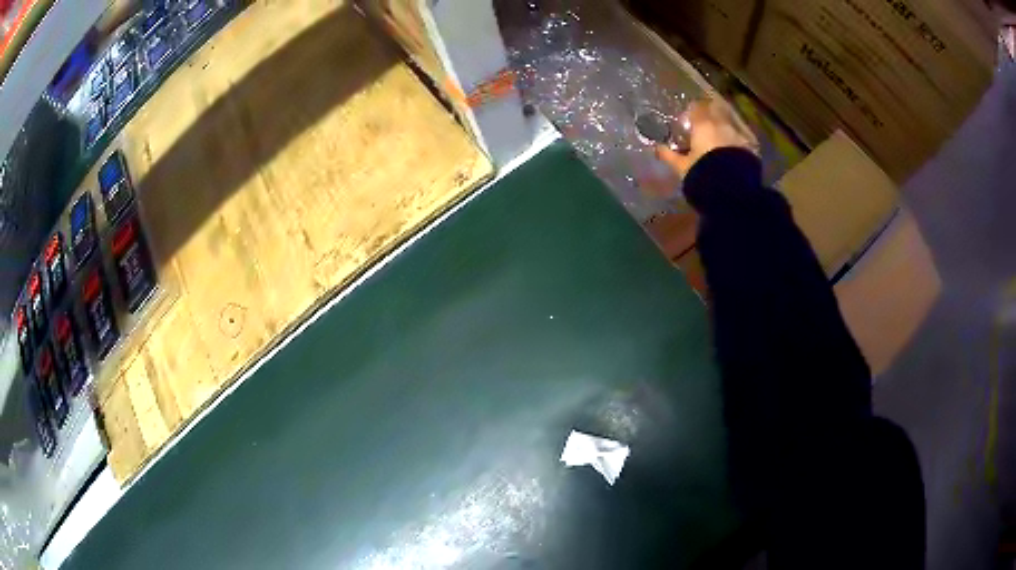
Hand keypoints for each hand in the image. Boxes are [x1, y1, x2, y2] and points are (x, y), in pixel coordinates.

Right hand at [655, 98, 757, 178]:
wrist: (733, 192)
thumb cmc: (702, 174)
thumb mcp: (682, 168)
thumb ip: (669, 155)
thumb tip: (656, 148)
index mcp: (703, 124)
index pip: (697, 107)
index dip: (693, 111)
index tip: (689, 119)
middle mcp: (722, 124)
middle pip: (717, 110)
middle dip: (711, 114)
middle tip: (706, 126)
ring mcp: (739, 134)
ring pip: (731, 123)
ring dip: (726, 127)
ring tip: (721, 139)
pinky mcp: (752, 148)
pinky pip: (743, 138)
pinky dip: (737, 140)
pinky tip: (734, 150)